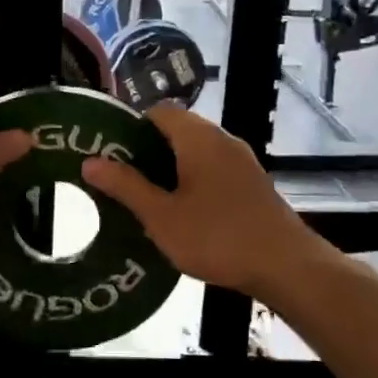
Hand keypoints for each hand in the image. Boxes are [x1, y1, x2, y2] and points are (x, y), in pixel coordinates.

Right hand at [82, 102, 308, 297]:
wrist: (287, 267)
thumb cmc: (218, 237)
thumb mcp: (161, 216)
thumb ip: (125, 186)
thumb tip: (90, 161)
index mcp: (198, 137)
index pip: (158, 111)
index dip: (131, 127)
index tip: (111, 153)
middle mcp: (221, 139)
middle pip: (176, 130)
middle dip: (147, 151)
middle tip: (121, 180)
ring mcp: (241, 161)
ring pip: (195, 152)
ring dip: (170, 168)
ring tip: (145, 199)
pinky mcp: (252, 183)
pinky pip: (212, 169)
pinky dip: (192, 180)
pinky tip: (181, 213)